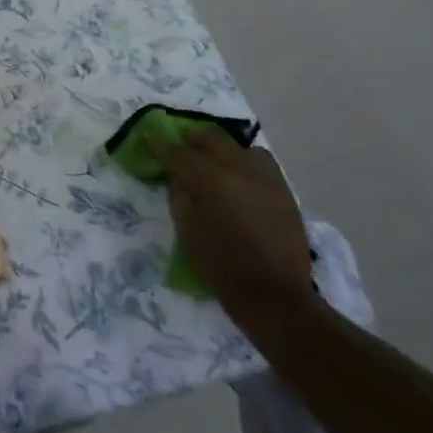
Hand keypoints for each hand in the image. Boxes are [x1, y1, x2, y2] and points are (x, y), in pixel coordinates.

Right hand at [148, 126, 315, 330]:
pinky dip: (244, 160)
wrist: (274, 294)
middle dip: (192, 138)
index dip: (161, 144)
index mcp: (212, 181)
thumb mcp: (187, 230)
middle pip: (212, 138)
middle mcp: (241, 170)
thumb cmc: (221, 265)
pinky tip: (237, 176)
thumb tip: (178, 176)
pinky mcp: (284, 190)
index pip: (179, 153)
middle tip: (179, 145)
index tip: (148, 138)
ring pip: (241, 146)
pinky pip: (261, 162)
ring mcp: (267, 178)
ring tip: (212, 161)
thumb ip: (179, 195)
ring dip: (222, 148)